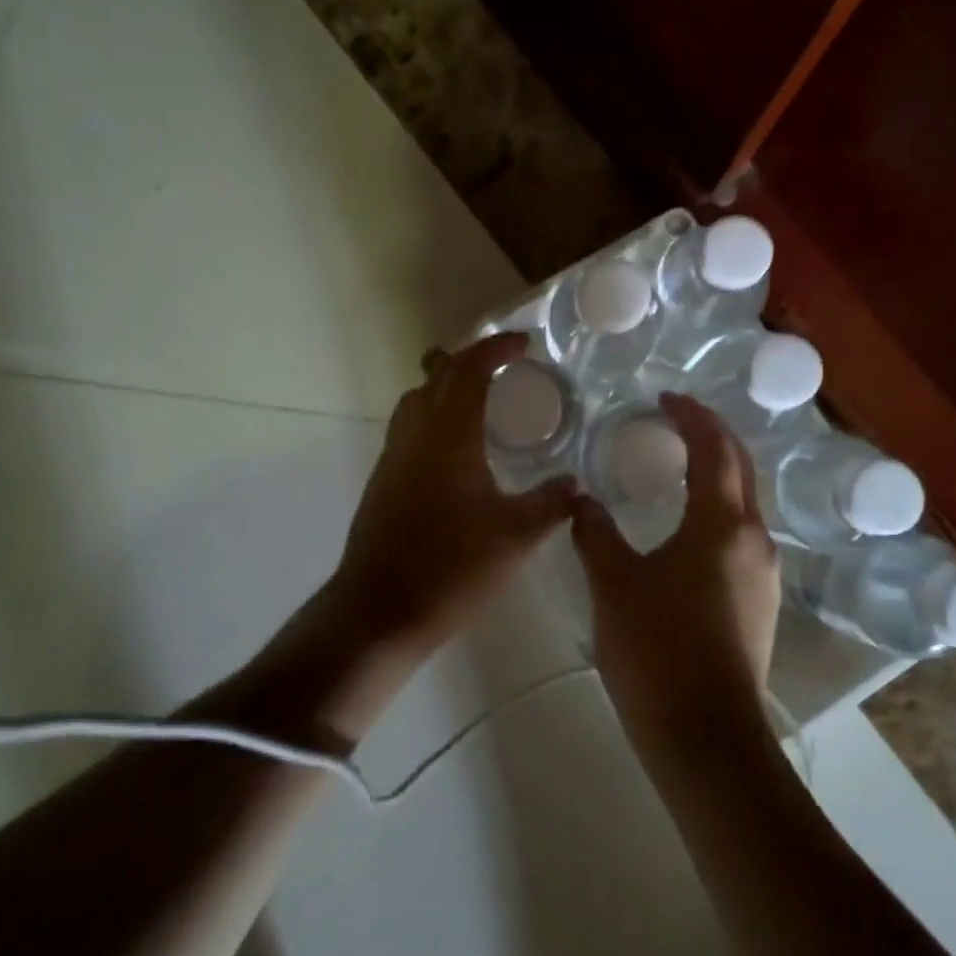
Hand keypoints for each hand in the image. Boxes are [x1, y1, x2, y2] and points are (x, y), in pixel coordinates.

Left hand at [330, 331, 576, 656]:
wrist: (378, 611)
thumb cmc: (450, 568)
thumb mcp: (514, 538)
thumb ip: (550, 505)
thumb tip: (577, 485)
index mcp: (449, 435)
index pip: (470, 369)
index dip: (496, 348)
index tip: (525, 343)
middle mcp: (416, 433)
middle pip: (438, 373)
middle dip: (472, 358)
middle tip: (507, 364)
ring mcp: (394, 455)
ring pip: (417, 398)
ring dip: (447, 384)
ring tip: (482, 397)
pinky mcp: (383, 479)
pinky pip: (409, 425)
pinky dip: (434, 414)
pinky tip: (457, 447)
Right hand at [571, 393, 780, 747]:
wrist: (706, 739)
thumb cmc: (657, 649)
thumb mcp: (614, 583)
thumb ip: (595, 532)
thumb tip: (580, 498)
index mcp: (722, 522)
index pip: (714, 448)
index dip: (692, 416)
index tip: (665, 398)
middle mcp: (754, 538)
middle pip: (740, 467)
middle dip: (712, 434)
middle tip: (676, 418)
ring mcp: (764, 572)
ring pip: (744, 502)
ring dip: (717, 472)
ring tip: (679, 465)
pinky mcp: (761, 601)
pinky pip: (741, 533)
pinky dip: (718, 508)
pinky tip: (689, 525)